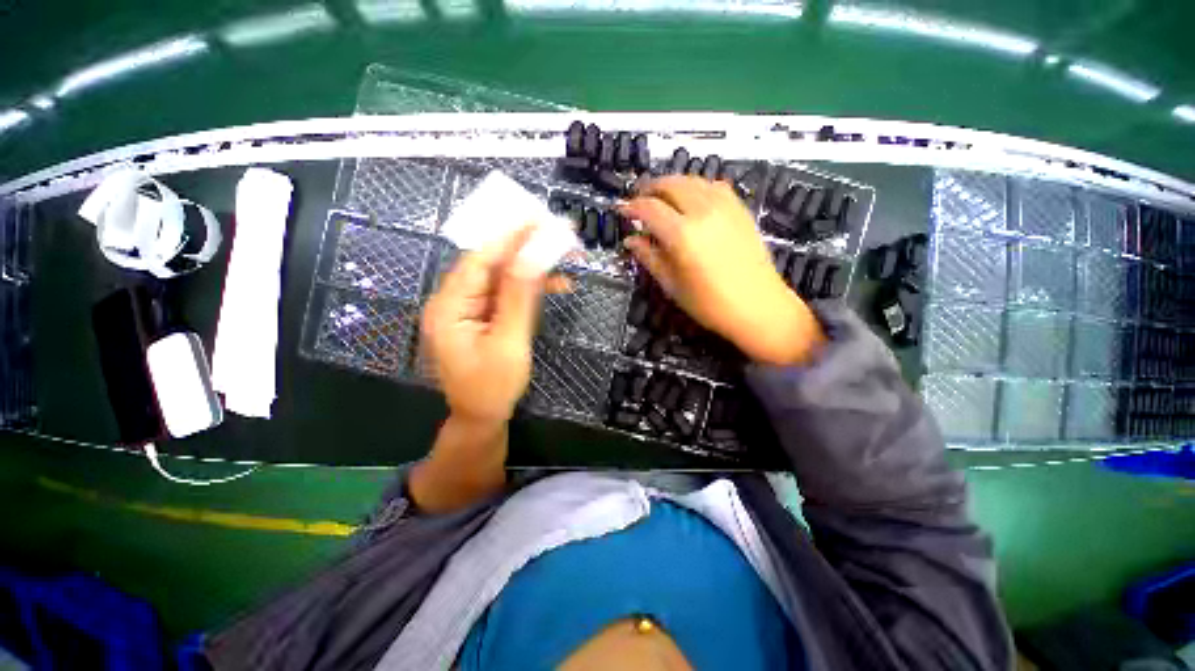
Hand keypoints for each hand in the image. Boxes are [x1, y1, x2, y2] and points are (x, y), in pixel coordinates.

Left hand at [421, 226, 546, 424]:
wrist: (482, 417)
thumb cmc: (493, 387)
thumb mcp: (509, 342)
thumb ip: (519, 297)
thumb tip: (532, 255)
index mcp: (449, 307)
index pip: (480, 260)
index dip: (509, 237)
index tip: (538, 217)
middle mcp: (453, 300)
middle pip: (490, 263)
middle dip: (525, 248)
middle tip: (556, 232)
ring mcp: (468, 308)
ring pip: (502, 276)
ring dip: (532, 268)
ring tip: (565, 258)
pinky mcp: (482, 315)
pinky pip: (506, 293)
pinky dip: (530, 288)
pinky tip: (556, 284)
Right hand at [622, 176, 823, 364]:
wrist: (759, 307)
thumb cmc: (710, 304)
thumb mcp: (672, 285)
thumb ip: (649, 257)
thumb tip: (630, 240)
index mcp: (682, 235)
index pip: (649, 208)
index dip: (631, 207)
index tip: (622, 211)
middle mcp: (703, 212)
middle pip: (670, 185)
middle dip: (649, 189)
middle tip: (638, 201)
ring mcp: (725, 207)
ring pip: (692, 180)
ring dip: (671, 184)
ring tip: (661, 198)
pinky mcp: (740, 209)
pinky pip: (714, 185)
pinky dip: (696, 186)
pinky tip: (691, 199)